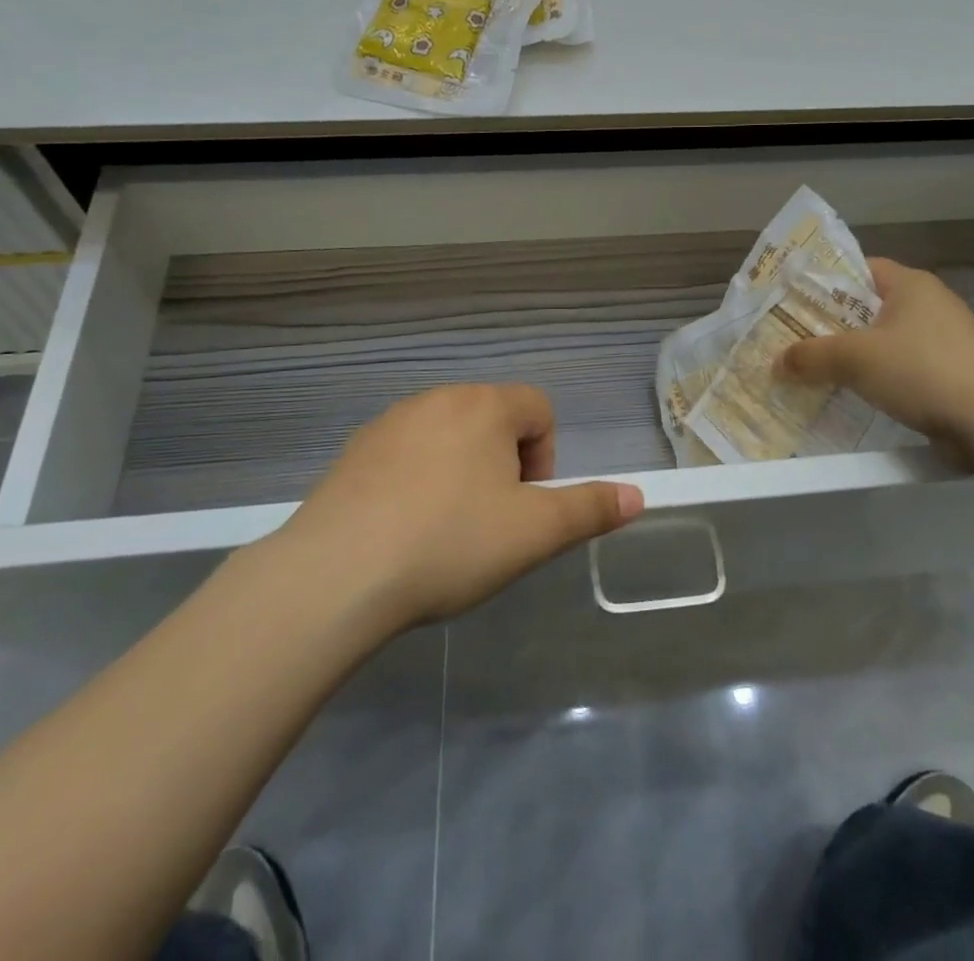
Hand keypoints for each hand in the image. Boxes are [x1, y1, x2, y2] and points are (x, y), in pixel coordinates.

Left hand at [277, 384, 643, 630]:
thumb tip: (638, 496)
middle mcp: (438, 398)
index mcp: (485, 406)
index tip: (524, 507)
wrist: (336, 574)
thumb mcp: (534, 533)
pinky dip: (416, 480)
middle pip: (493, 418)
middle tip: (489, 522)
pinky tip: (401, 529)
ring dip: (460, 471)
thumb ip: (590, 510)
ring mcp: (390, 421)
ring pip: (448, 435)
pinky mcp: (354, 450)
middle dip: (504, 464)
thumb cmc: (450, 543)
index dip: (545, 458)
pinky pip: (405, 453)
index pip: (539, 409)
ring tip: (444, 529)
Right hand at [776, 257, 973, 441]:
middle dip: (833, 324)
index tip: (793, 301)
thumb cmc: (922, 371)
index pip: (859, 268)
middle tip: (796, 339)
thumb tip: (776, 363)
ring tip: (818, 370)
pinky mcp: (954, 374)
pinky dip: (879, 378)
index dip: (824, 282)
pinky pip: (903, 368)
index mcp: (911, 284)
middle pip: (869, 306)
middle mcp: (930, 304)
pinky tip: (856, 395)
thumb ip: (811, 357)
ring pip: (886, 340)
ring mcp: (946, 341)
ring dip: (855, 355)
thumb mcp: (855, 359)